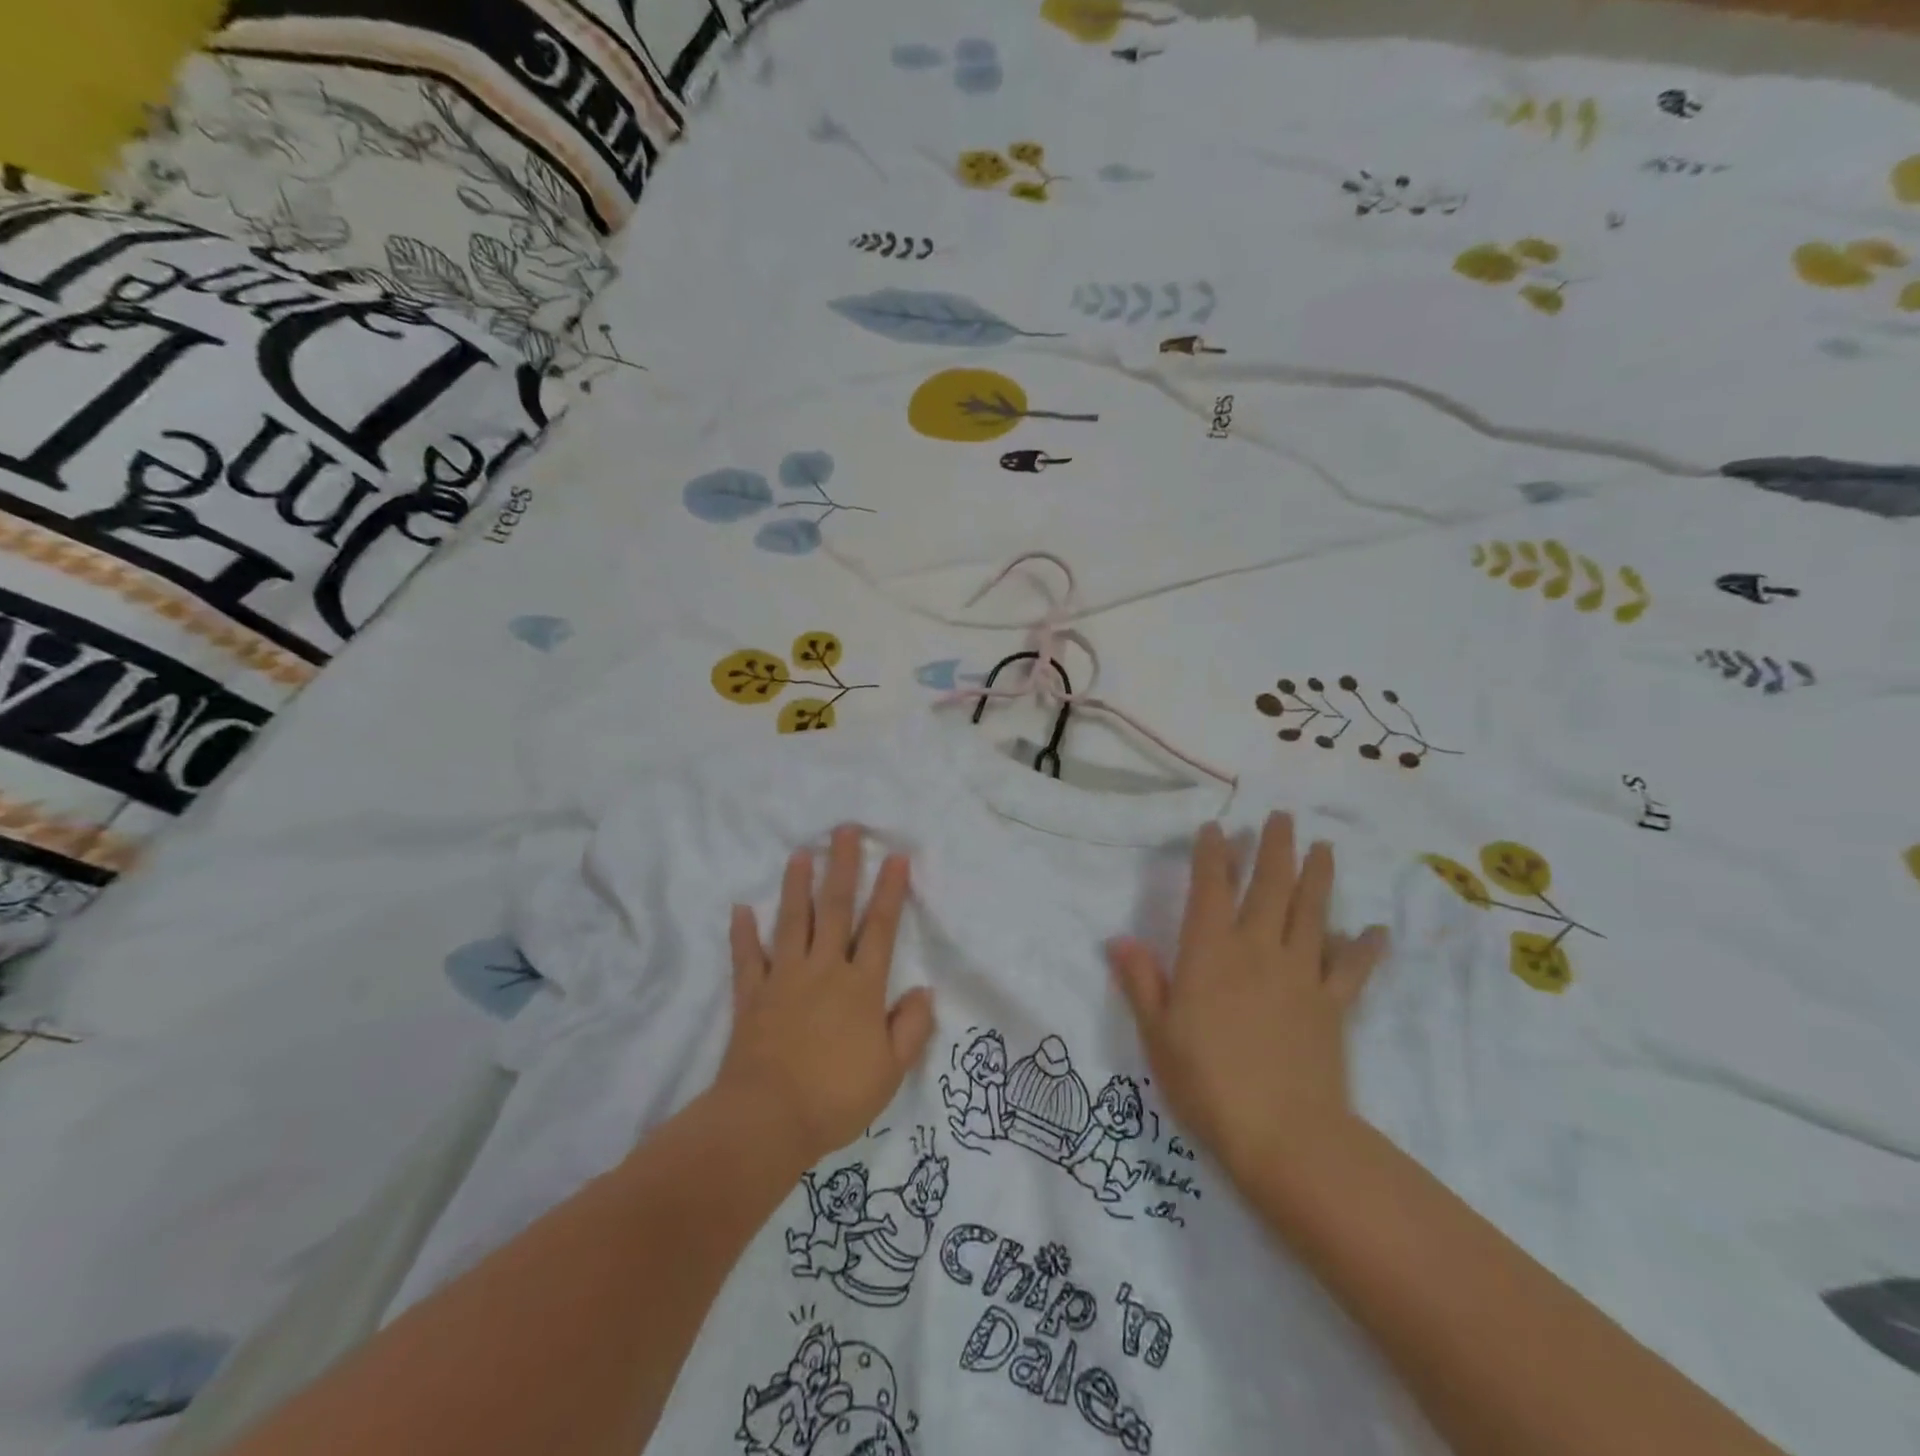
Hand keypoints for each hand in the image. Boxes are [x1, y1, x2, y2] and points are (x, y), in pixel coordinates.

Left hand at [719, 825, 934, 1166]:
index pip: (880, 928)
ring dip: (797, 886)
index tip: (895, 856)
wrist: (767, 1120)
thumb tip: (924, 990)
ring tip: (800, 853)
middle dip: (843, 867)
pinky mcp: (752, 996)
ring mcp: (784, 979)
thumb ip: (911, 1028)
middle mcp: (823, 970)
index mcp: (861, 986)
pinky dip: (743, 934)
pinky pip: (747, 958)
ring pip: (793, 922)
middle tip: (844, 830)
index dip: (890, 891)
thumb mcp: (890, 1071)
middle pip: (836, 909)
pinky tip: (741, 908)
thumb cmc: (835, 1097)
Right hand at [1108, 813, 1387, 1182]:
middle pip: (1270, 886)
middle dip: (1274, 848)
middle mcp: (1257, 949)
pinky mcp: (1332, 1004)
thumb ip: (1141, 981)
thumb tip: (1118, 939)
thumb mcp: (1157, 1033)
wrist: (1283, 1134)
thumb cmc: (1206, 1081)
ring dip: (1318, 876)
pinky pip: (1351, 968)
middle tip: (1282, 817)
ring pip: (1311, 912)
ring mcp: (1300, 974)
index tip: (1216, 828)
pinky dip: (1364, 948)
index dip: (1212, 854)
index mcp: (1210, 952)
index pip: (1211, 888)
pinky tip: (1375, 931)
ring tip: (1324, 846)